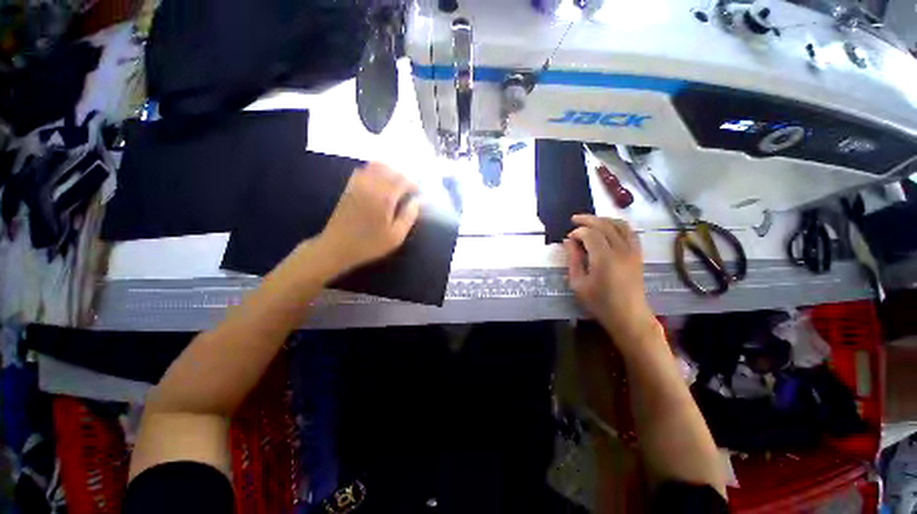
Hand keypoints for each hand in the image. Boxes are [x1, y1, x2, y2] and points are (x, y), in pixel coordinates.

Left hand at [316, 162, 419, 272]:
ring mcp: (358, 184)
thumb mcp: (395, 236)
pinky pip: (363, 170)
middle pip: (390, 169)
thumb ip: (408, 217)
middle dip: (403, 176)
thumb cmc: (369, 244)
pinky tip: (379, 182)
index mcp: (384, 198)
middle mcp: (371, 186)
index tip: (418, 194)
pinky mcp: (349, 187)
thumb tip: (417, 202)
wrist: (337, 247)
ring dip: (389, 171)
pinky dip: (374, 171)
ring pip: (376, 166)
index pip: (403, 180)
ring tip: (396, 184)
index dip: (414, 184)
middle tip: (409, 189)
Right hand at [563, 215, 658, 348]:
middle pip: (605, 225)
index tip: (568, 238)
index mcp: (604, 258)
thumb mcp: (578, 283)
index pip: (590, 234)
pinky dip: (618, 225)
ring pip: (620, 225)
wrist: (628, 316)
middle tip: (574, 219)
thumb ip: (573, 260)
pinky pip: (630, 232)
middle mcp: (620, 250)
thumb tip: (568, 241)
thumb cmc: (599, 303)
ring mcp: (632, 251)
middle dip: (588, 219)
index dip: (577, 232)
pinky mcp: (638, 254)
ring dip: (604, 219)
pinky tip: (609, 228)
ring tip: (590, 221)